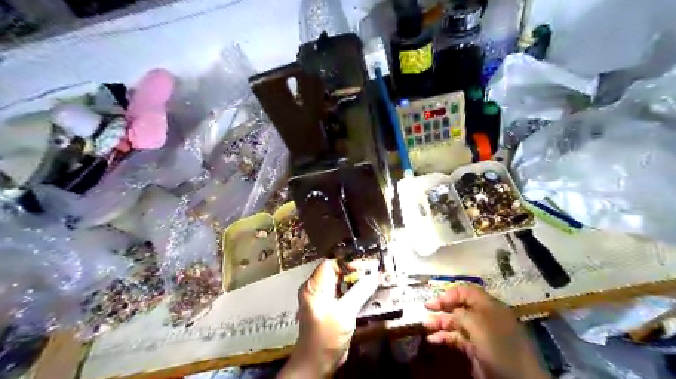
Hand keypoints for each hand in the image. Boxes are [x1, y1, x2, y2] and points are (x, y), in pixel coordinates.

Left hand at [276, 259, 379, 377]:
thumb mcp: (344, 312)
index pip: (330, 263)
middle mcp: (316, 289)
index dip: (347, 263)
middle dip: (354, 271)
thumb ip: (359, 292)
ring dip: (355, 281)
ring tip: (371, 280)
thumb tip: (373, 276)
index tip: (364, 268)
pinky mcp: (330, 307)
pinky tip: (365, 292)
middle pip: (336, 271)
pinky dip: (354, 291)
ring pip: (340, 282)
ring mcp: (323, 298)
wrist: (317, 362)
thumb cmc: (326, 336)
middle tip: (371, 273)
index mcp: (314, 286)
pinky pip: (342, 293)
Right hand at [427, 285, 547, 378]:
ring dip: (440, 323)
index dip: (449, 294)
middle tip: (426, 310)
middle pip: (459, 306)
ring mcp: (479, 333)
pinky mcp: (475, 349)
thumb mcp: (478, 324)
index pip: (466, 291)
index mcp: (488, 305)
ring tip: (425, 326)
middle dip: (442, 308)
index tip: (434, 302)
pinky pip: (456, 338)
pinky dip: (444, 337)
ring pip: (455, 323)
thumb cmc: (498, 346)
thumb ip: (461, 314)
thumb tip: (451, 313)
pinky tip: (432, 340)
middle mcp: (483, 316)